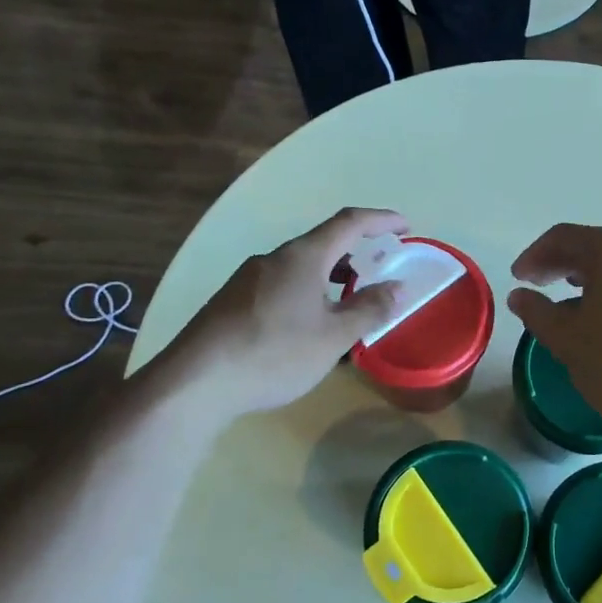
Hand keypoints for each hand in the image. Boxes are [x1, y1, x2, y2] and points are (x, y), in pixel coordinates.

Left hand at [162, 207, 405, 418]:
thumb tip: (396, 286)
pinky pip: (280, 286)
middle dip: (355, 255)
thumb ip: (369, 309)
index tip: (405, 227)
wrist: (195, 382)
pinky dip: (305, 294)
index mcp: (302, 257)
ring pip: (299, 268)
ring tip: (345, 307)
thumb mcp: (333, 336)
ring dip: (329, 278)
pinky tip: (305, 328)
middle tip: (378, 273)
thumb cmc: (274, 353)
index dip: (380, 220)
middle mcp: (273, 258)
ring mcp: (247, 279)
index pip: (349, 222)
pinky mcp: (231, 301)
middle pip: (322, 244)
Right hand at [507, 224, 601, 432]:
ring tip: (570, 309)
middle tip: (537, 288)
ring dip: (589, 281)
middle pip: (595, 248)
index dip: (534, 255)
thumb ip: (538, 312)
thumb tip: (520, 296)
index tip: (518, 278)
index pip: (565, 237)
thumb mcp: (568, 341)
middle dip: (561, 265)